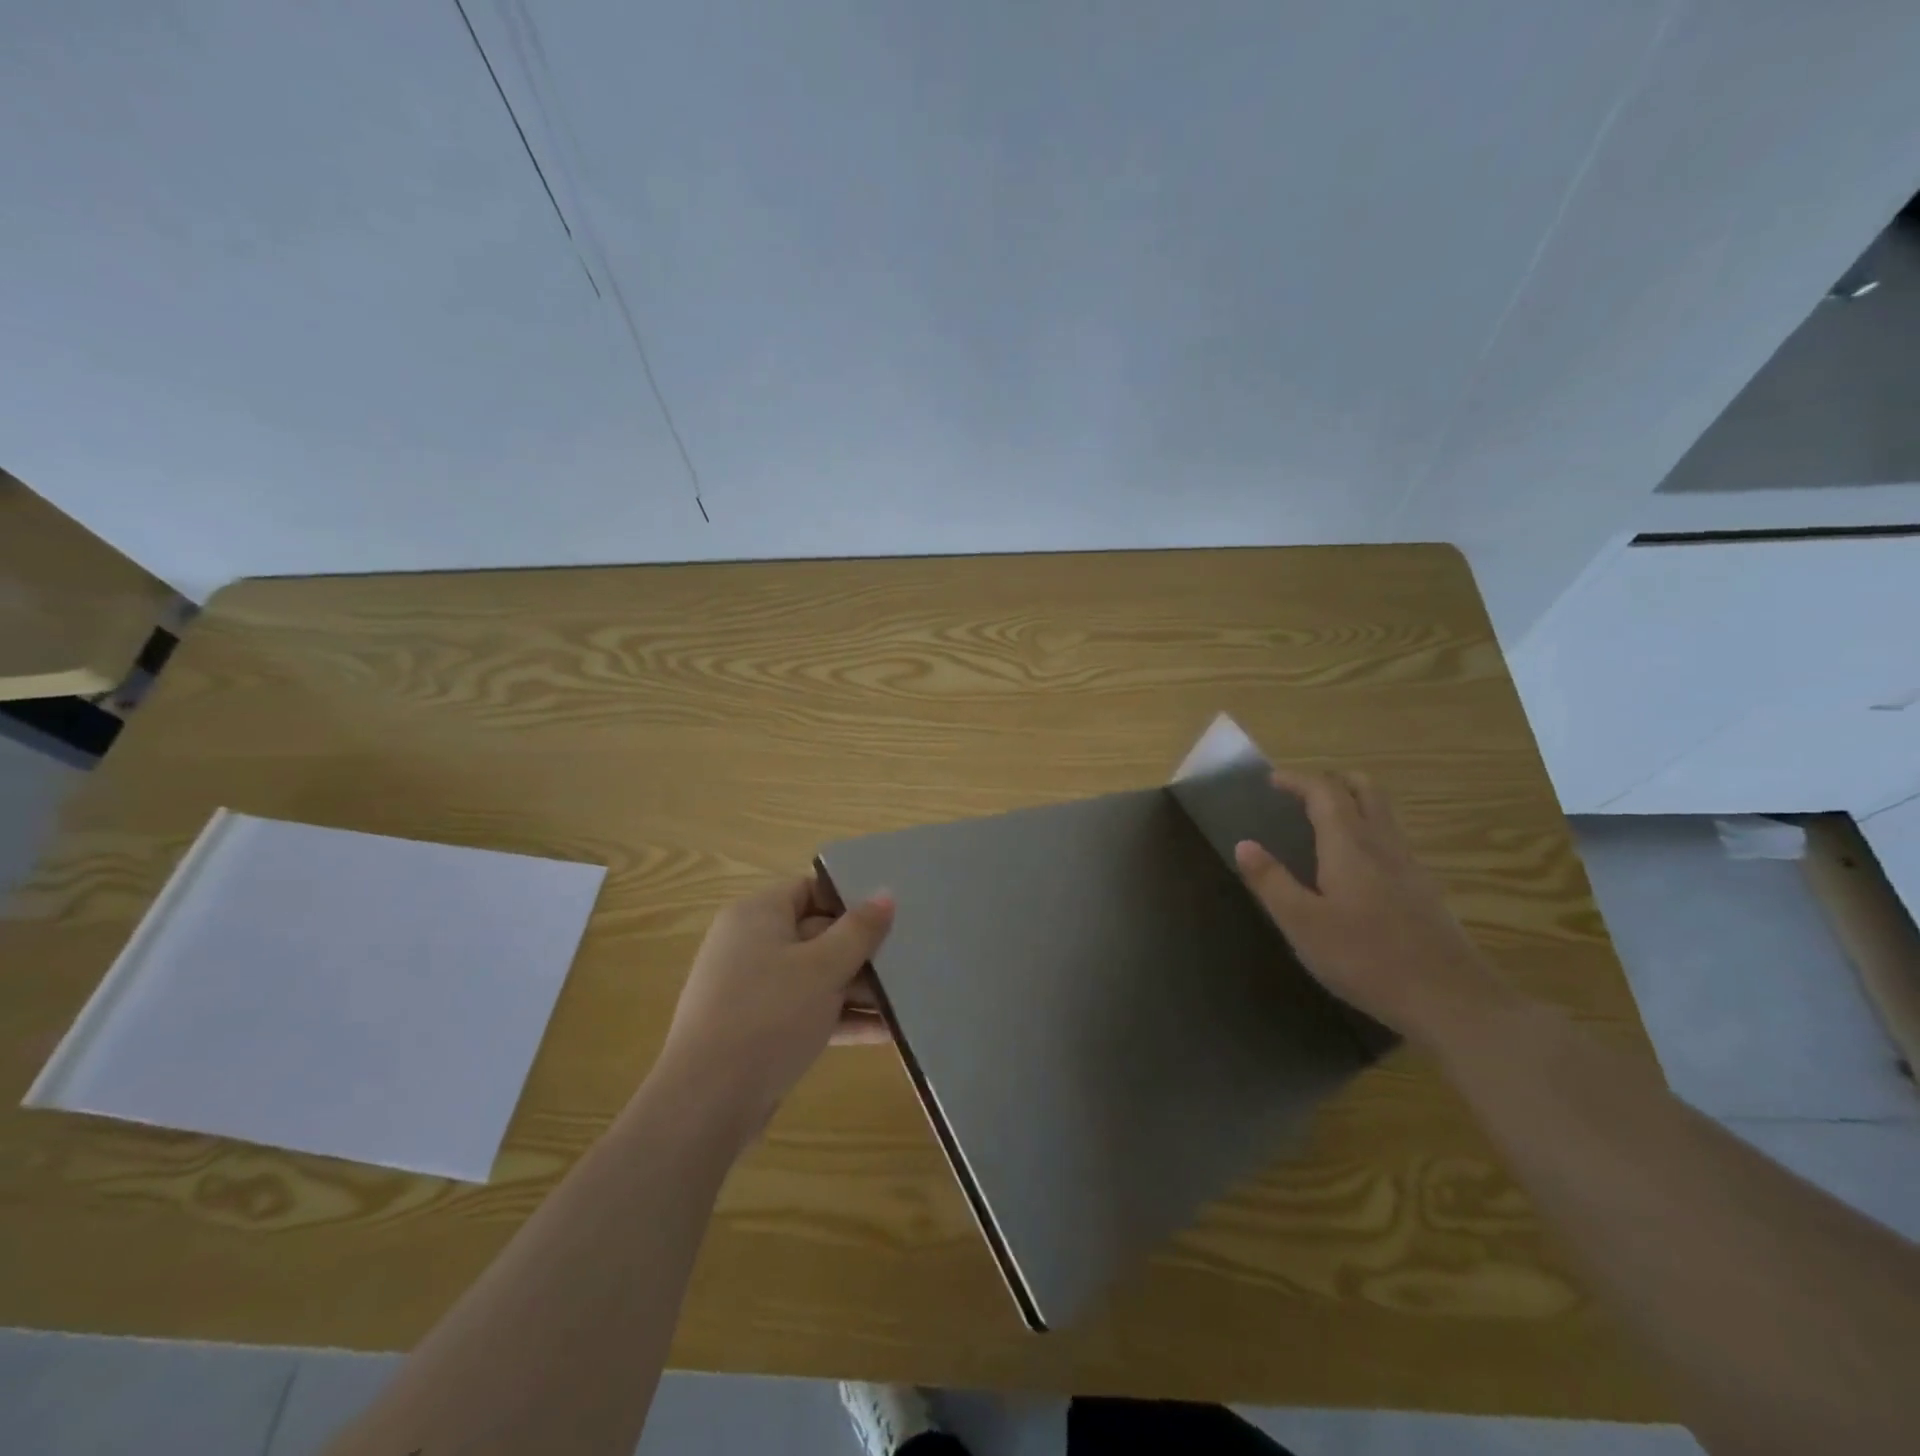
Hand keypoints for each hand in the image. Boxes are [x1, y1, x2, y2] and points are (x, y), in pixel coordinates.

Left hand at [652, 877, 894, 1143]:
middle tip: (910, 959)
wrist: (707, 1103)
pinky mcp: (757, 1030)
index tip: (891, 915)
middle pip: (817, 934)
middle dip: (862, 950)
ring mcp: (752, 990)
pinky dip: (840, 1019)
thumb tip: (885, 894)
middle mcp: (750, 944)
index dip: (851, 899)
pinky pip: (806, 1012)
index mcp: (758, 914)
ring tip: (908, 998)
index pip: (810, 889)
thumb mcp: (824, 967)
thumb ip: (859, 930)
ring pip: (815, 977)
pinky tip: (886, 1032)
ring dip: (858, 989)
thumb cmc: (769, 1015)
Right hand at [1233, 769, 1510, 1047]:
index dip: (1297, 780)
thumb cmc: (1366, 959)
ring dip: (1352, 803)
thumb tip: (1244, 844)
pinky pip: (1392, 839)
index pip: (1324, 791)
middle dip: (1331, 781)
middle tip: (1300, 794)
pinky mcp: (1425, 889)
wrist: (1451, 1000)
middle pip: (1364, 789)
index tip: (1271, 781)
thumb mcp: (1302, 924)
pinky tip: (1354, 866)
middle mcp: (1383, 844)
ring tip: (1322, 823)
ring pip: (1383, 813)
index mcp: (1349, 845)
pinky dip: (1368, 830)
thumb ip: (1271, 881)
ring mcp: (1410, 866)